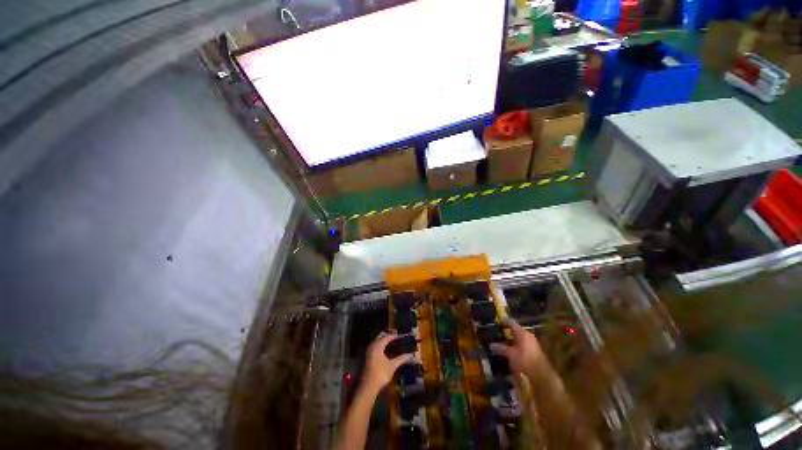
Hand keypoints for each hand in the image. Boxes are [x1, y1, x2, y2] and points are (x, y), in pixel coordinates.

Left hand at [362, 331, 414, 390]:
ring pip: (376, 342)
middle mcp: (372, 347)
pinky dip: (381, 346)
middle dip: (388, 336)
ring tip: (393, 341)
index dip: (394, 335)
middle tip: (397, 335)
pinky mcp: (368, 357)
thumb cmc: (381, 373)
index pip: (386, 337)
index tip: (402, 335)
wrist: (370, 384)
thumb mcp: (393, 365)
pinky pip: (375, 347)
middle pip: (379, 338)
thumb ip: (402, 359)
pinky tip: (386, 350)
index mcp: (377, 346)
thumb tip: (412, 354)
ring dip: (384, 341)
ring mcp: (369, 352)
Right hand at [489, 318, 545, 375]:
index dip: (504, 322)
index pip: (512, 323)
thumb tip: (491, 344)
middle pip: (515, 331)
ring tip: (499, 343)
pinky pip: (520, 345)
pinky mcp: (532, 351)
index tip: (496, 321)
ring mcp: (531, 343)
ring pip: (518, 338)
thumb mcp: (510, 355)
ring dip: (509, 340)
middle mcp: (528, 336)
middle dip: (506, 332)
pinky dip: (513, 346)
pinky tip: (508, 351)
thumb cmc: (524, 360)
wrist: (538, 372)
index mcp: (523, 333)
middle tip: (495, 334)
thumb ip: (501, 348)